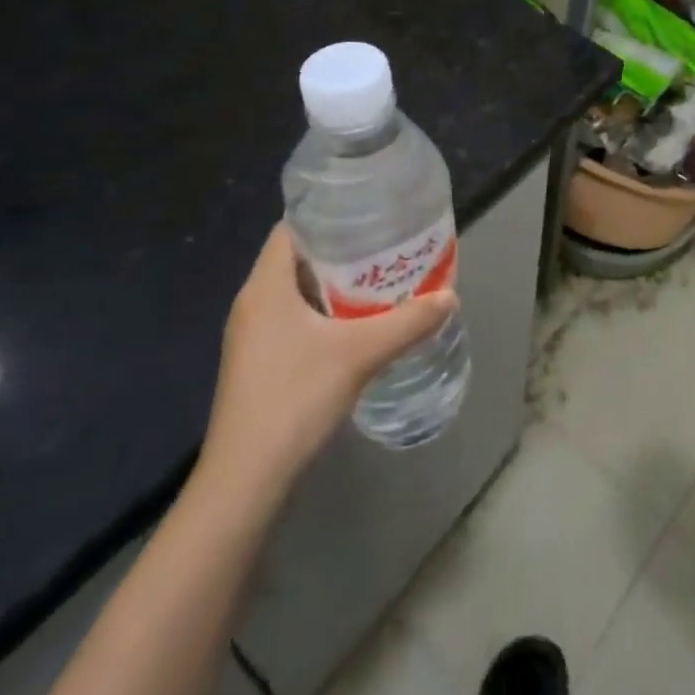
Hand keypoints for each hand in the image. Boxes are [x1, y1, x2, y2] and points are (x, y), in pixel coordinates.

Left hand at [197, 226, 456, 507]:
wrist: (244, 482)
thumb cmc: (293, 400)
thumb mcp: (359, 354)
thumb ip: (407, 322)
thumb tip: (450, 296)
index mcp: (266, 286)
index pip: (292, 228)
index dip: (328, 214)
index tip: (369, 212)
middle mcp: (254, 303)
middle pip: (299, 257)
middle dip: (343, 248)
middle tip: (387, 243)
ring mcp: (253, 336)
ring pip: (298, 290)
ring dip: (337, 283)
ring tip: (382, 277)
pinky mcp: (260, 363)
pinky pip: (296, 318)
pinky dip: (327, 311)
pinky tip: (360, 323)